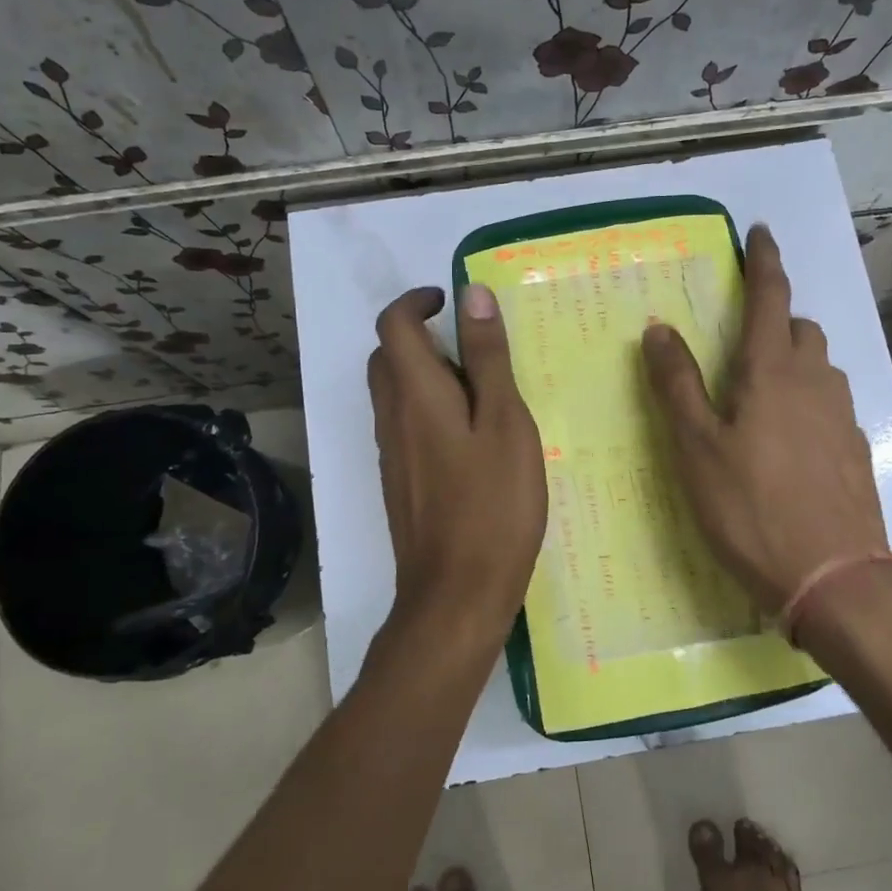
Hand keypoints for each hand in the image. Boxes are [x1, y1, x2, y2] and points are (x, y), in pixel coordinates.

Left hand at [369, 283, 545, 643]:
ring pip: (395, 394)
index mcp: (415, 395)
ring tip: (484, 395)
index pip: (393, 325)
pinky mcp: (400, 483)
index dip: (416, 301)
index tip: (450, 302)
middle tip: (475, 350)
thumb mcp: (504, 423)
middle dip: (421, 337)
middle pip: (387, 357)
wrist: (455, 595)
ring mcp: (391, 455)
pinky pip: (405, 427)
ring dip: (428, 376)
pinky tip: (473, 441)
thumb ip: (488, 359)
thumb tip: (471, 294)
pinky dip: (429, 412)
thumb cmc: (492, 506)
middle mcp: (391, 418)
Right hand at [642, 225, 889, 619]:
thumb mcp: (697, 448)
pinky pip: (830, 406)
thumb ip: (677, 385)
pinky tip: (789, 444)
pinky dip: (809, 403)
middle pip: (801, 330)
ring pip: (820, 368)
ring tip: (761, 397)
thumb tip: (659, 328)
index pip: (771, 298)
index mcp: (772, 372)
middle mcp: (815, 383)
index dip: (765, 262)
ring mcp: (842, 418)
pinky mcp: (856, 451)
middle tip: (743, 344)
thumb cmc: (751, 508)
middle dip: (777, 321)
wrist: (834, 576)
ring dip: (794, 363)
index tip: (762, 232)